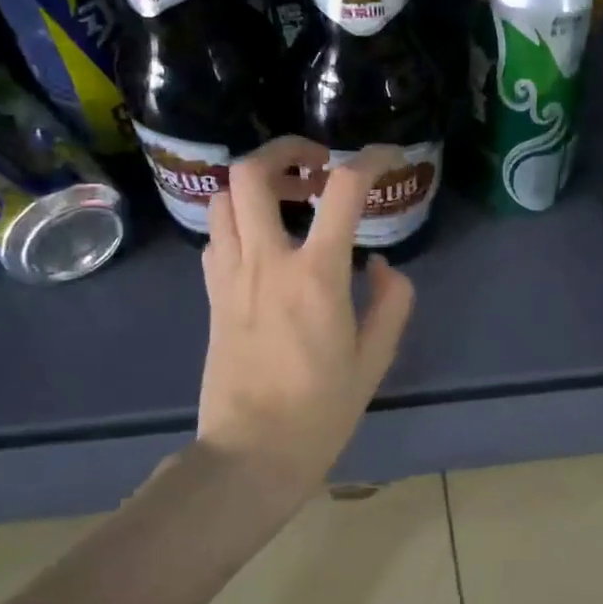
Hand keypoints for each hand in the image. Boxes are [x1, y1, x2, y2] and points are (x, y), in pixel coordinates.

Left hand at [195, 137, 416, 501]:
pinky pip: (217, 235)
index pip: (343, 189)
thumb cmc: (320, 410)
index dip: (370, 160)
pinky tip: (264, 241)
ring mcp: (230, 275)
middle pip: (253, 173)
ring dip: (256, 183)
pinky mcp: (211, 295)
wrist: (250, 454)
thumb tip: (378, 264)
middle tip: (316, 162)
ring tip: (288, 196)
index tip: (388, 158)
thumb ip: (391, 300)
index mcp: (315, 274)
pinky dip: (239, 219)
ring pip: (224, 198)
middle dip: (286, 149)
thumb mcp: (375, 358)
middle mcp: (266, 261)